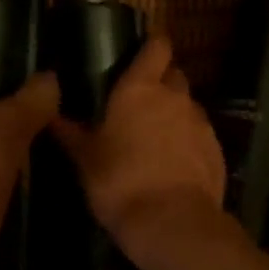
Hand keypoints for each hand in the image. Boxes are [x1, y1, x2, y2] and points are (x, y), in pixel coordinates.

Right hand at [50, 35, 228, 264]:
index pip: (157, 47)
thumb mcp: (85, 160)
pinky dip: (189, 142)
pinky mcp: (217, 150)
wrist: (171, 222)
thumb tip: (51, 115)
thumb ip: (70, 133)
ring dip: (175, 115)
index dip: (151, 47)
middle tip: (140, 104)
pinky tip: (174, 165)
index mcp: (141, 89)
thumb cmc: (119, 182)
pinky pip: (200, 136)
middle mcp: (176, 97)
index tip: (139, 56)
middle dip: (161, 83)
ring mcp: (201, 123)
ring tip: (156, 140)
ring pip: (188, 107)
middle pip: (174, 75)